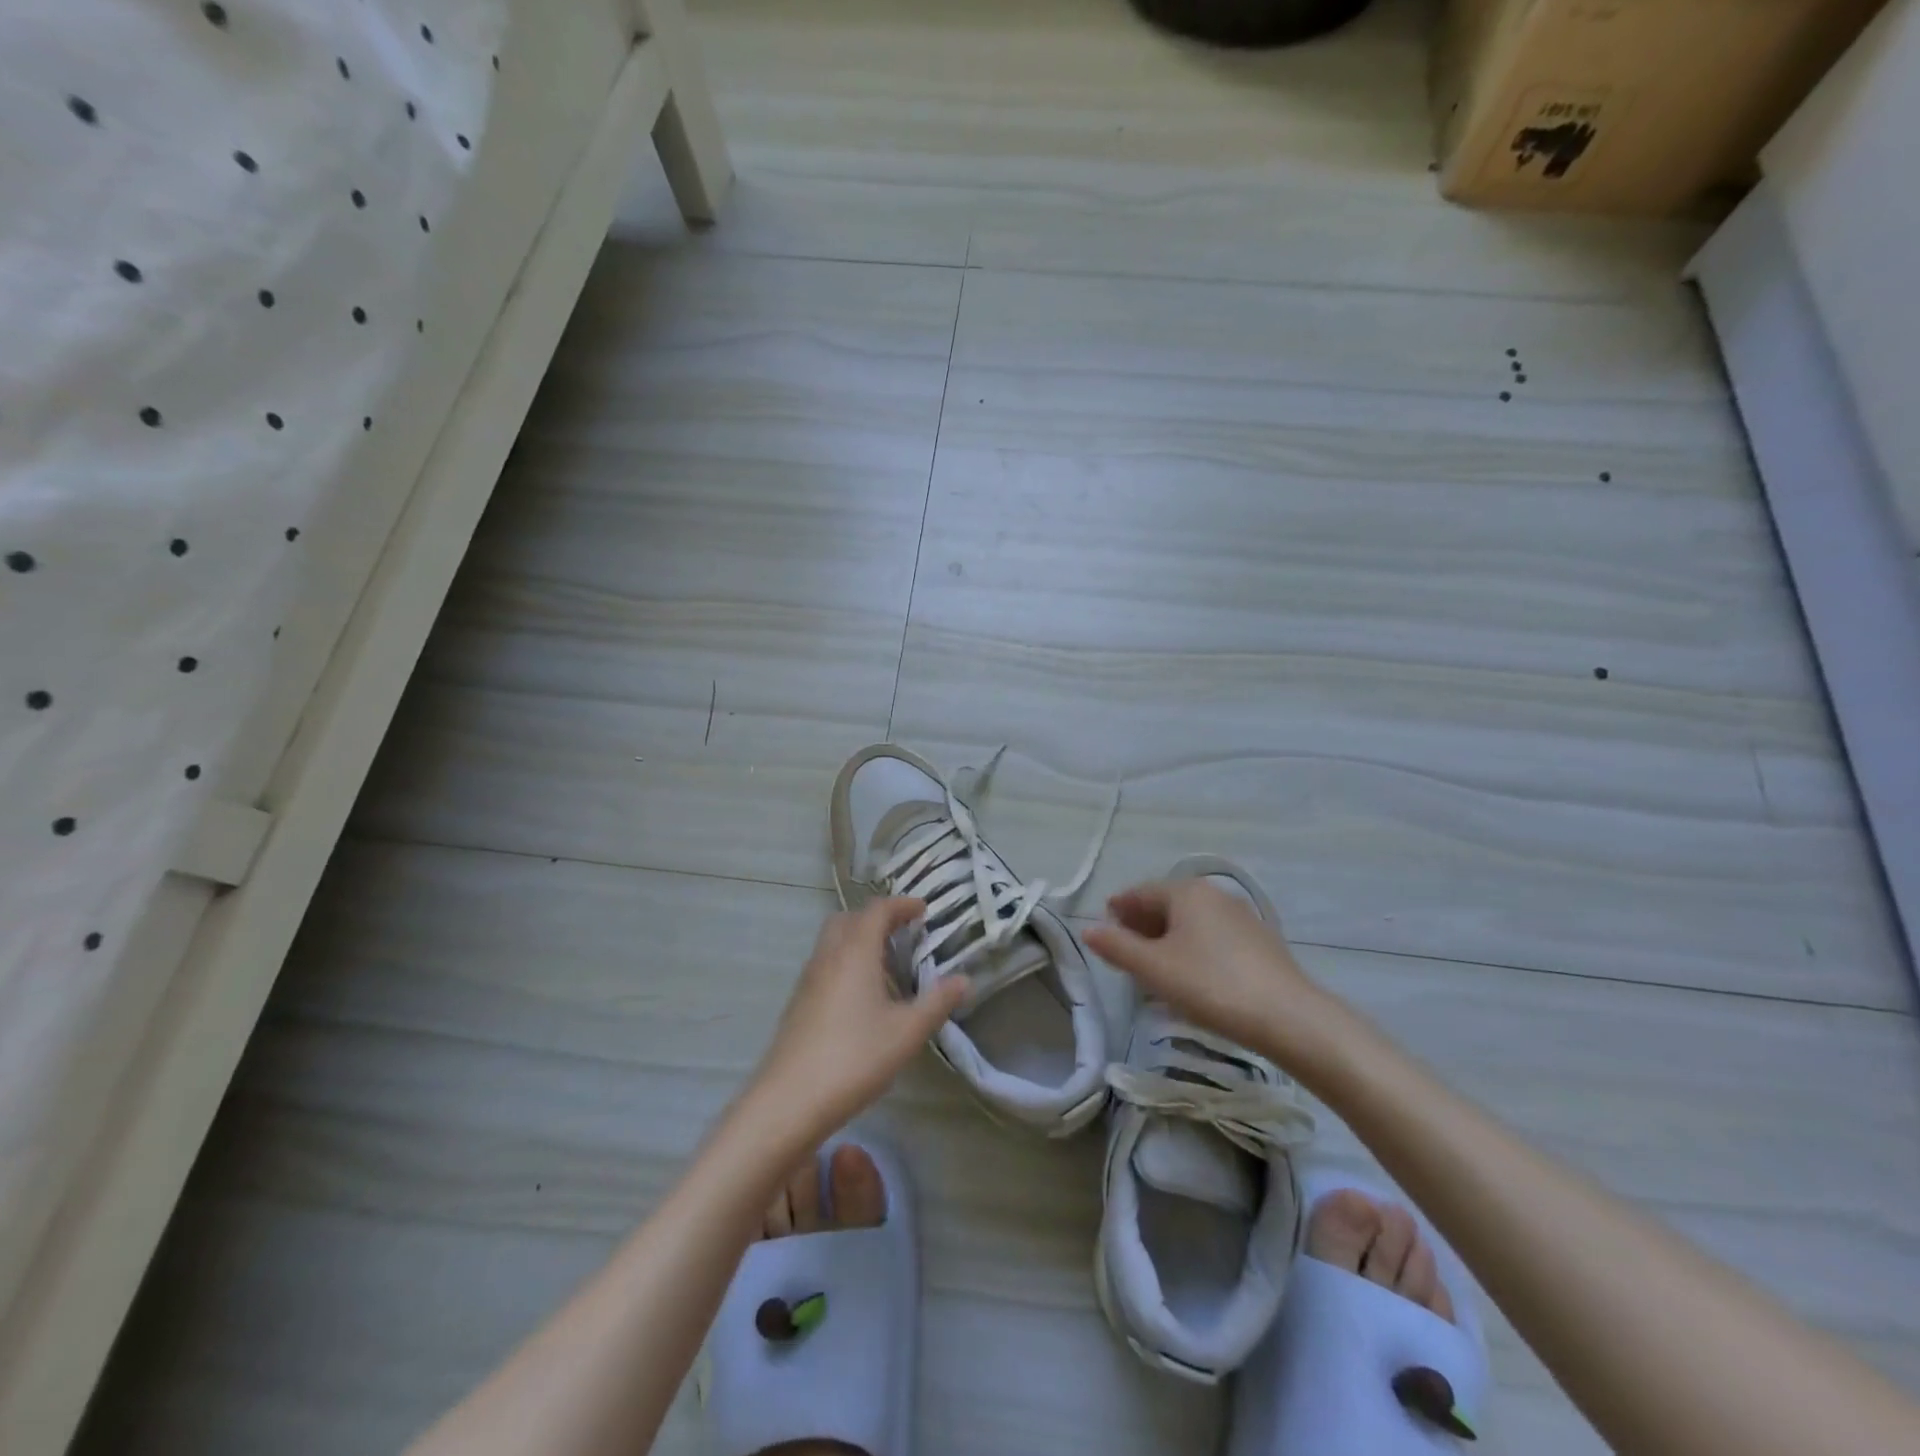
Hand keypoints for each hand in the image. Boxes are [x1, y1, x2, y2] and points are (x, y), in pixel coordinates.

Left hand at [747, 898, 966, 1141]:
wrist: (789, 1101)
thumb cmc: (854, 1058)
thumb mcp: (907, 1032)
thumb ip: (937, 1002)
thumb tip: (964, 979)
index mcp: (855, 952)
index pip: (877, 910)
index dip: (901, 904)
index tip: (923, 910)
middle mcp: (828, 956)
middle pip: (849, 919)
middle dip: (876, 919)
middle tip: (903, 934)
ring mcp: (808, 980)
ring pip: (833, 942)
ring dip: (859, 941)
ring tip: (887, 967)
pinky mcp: (798, 1003)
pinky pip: (825, 965)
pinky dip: (846, 963)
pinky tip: (862, 998)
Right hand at [1082, 878, 1347, 1075]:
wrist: (1289, 1017)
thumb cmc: (1211, 985)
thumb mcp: (1155, 969)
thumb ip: (1117, 947)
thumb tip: (1088, 930)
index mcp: (1186, 891)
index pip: (1141, 892)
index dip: (1119, 908)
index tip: (1104, 924)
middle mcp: (1214, 894)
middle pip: (1167, 903)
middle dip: (1142, 923)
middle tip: (1124, 947)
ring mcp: (1241, 916)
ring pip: (1191, 920)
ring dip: (1167, 936)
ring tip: (1153, 964)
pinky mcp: (1259, 941)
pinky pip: (1212, 935)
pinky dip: (1192, 946)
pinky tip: (1190, 973)